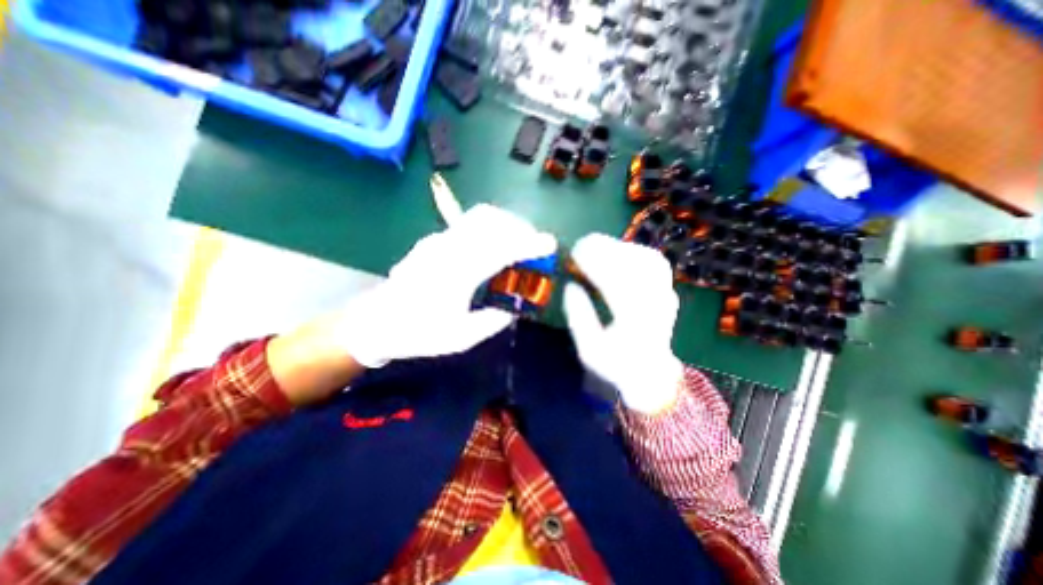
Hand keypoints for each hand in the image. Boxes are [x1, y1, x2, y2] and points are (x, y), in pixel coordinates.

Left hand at [340, 206, 557, 366]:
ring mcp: (438, 241)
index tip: (550, 243)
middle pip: (490, 220)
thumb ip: (492, 322)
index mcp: (457, 275)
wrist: (377, 322)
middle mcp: (448, 249)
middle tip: (534, 243)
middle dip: (519, 227)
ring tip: (517, 241)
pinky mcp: (433, 241)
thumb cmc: (418, 333)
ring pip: (477, 216)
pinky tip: (492, 246)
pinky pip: (467, 223)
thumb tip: (511, 311)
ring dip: (504, 223)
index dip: (529, 244)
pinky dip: (489, 227)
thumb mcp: (460, 338)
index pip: (500, 249)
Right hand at [564, 233, 685, 414]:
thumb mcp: (588, 349)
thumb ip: (578, 318)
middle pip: (635, 266)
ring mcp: (667, 295)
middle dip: (606, 250)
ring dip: (619, 248)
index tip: (574, 254)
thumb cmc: (614, 364)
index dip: (595, 264)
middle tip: (580, 246)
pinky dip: (632, 251)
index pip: (617, 284)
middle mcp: (656, 306)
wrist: (649, 372)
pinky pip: (653, 261)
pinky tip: (616, 253)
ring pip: (648, 259)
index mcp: (635, 324)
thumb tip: (570, 286)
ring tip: (595, 247)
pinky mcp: (668, 288)